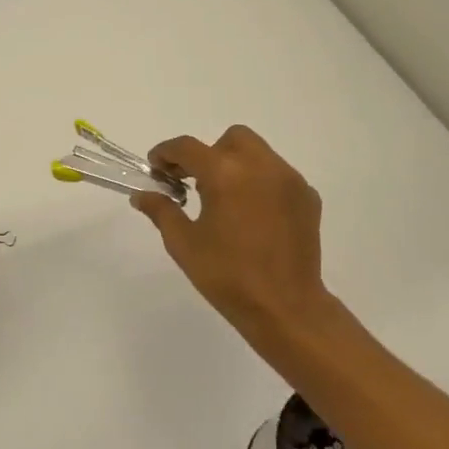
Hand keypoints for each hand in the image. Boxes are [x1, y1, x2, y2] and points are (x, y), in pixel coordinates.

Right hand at [130, 125, 333, 346]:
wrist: (287, 308)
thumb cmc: (227, 276)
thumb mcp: (183, 244)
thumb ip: (161, 211)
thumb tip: (142, 195)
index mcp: (225, 173)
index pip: (187, 147)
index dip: (166, 153)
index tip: (156, 168)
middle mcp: (260, 166)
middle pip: (231, 139)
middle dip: (209, 153)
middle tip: (195, 182)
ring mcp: (288, 179)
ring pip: (258, 152)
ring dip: (236, 164)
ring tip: (226, 198)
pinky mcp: (307, 197)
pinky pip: (278, 174)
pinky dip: (261, 182)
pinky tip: (253, 214)